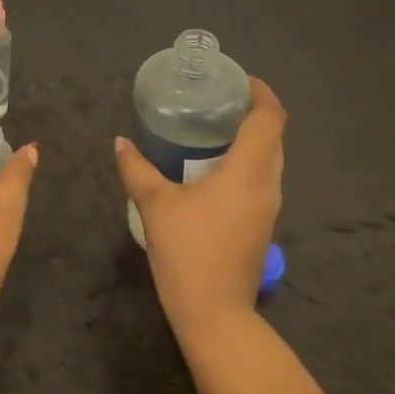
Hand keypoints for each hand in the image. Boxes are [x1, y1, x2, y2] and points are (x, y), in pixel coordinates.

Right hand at [114, 78, 285, 339]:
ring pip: (269, 161)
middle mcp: (268, 185)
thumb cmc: (188, 251)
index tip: (240, 81)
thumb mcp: (156, 205)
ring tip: (213, 131)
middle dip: (254, 114)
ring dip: (251, 140)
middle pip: (274, 138)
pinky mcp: (260, 226)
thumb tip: (120, 142)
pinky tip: (213, 171)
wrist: (214, 313)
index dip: (261, 94)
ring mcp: (268, 209)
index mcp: (249, 172)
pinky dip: (245, 164)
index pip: (270, 119)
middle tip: (219, 102)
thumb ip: (137, 169)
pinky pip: (261, 181)